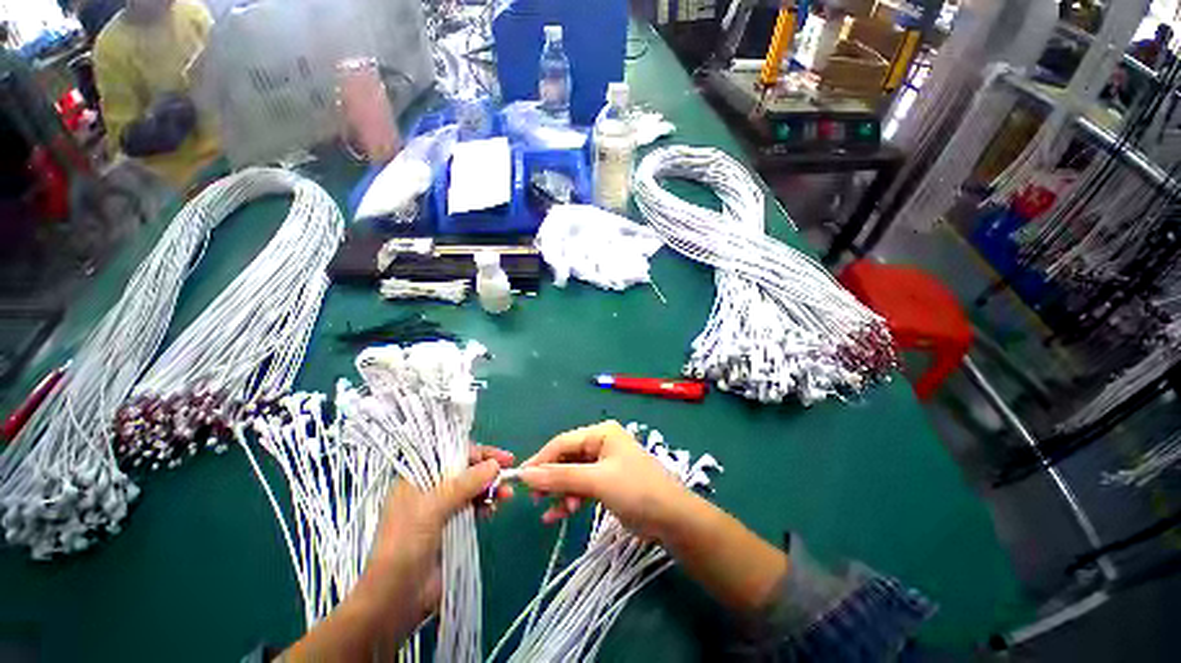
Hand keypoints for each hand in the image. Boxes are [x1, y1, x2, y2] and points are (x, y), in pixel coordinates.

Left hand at [354, 445, 513, 636]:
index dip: (479, 453)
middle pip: (465, 471)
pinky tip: (494, 510)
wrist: (396, 596)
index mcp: (418, 477)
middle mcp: (429, 489)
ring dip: (490, 488)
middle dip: (488, 471)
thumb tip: (494, 466)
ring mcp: (440, 509)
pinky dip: (485, 505)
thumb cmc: (407, 543)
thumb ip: (466, 483)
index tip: (502, 458)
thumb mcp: (434, 507)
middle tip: (509, 475)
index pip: (453, 454)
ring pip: (471, 489)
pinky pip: (472, 508)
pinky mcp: (449, 527)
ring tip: (507, 495)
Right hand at [518, 421, 692, 540]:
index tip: (520, 478)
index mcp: (601, 433)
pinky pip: (582, 487)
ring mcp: (604, 464)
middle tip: (532, 497)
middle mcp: (601, 444)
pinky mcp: (607, 483)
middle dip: (550, 478)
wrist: (672, 519)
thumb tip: (525, 475)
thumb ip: (560, 477)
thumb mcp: (596, 481)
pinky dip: (570, 500)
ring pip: (572, 475)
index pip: (563, 442)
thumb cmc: (635, 490)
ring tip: (545, 510)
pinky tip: (556, 515)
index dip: (541, 459)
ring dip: (559, 491)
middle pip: (566, 458)